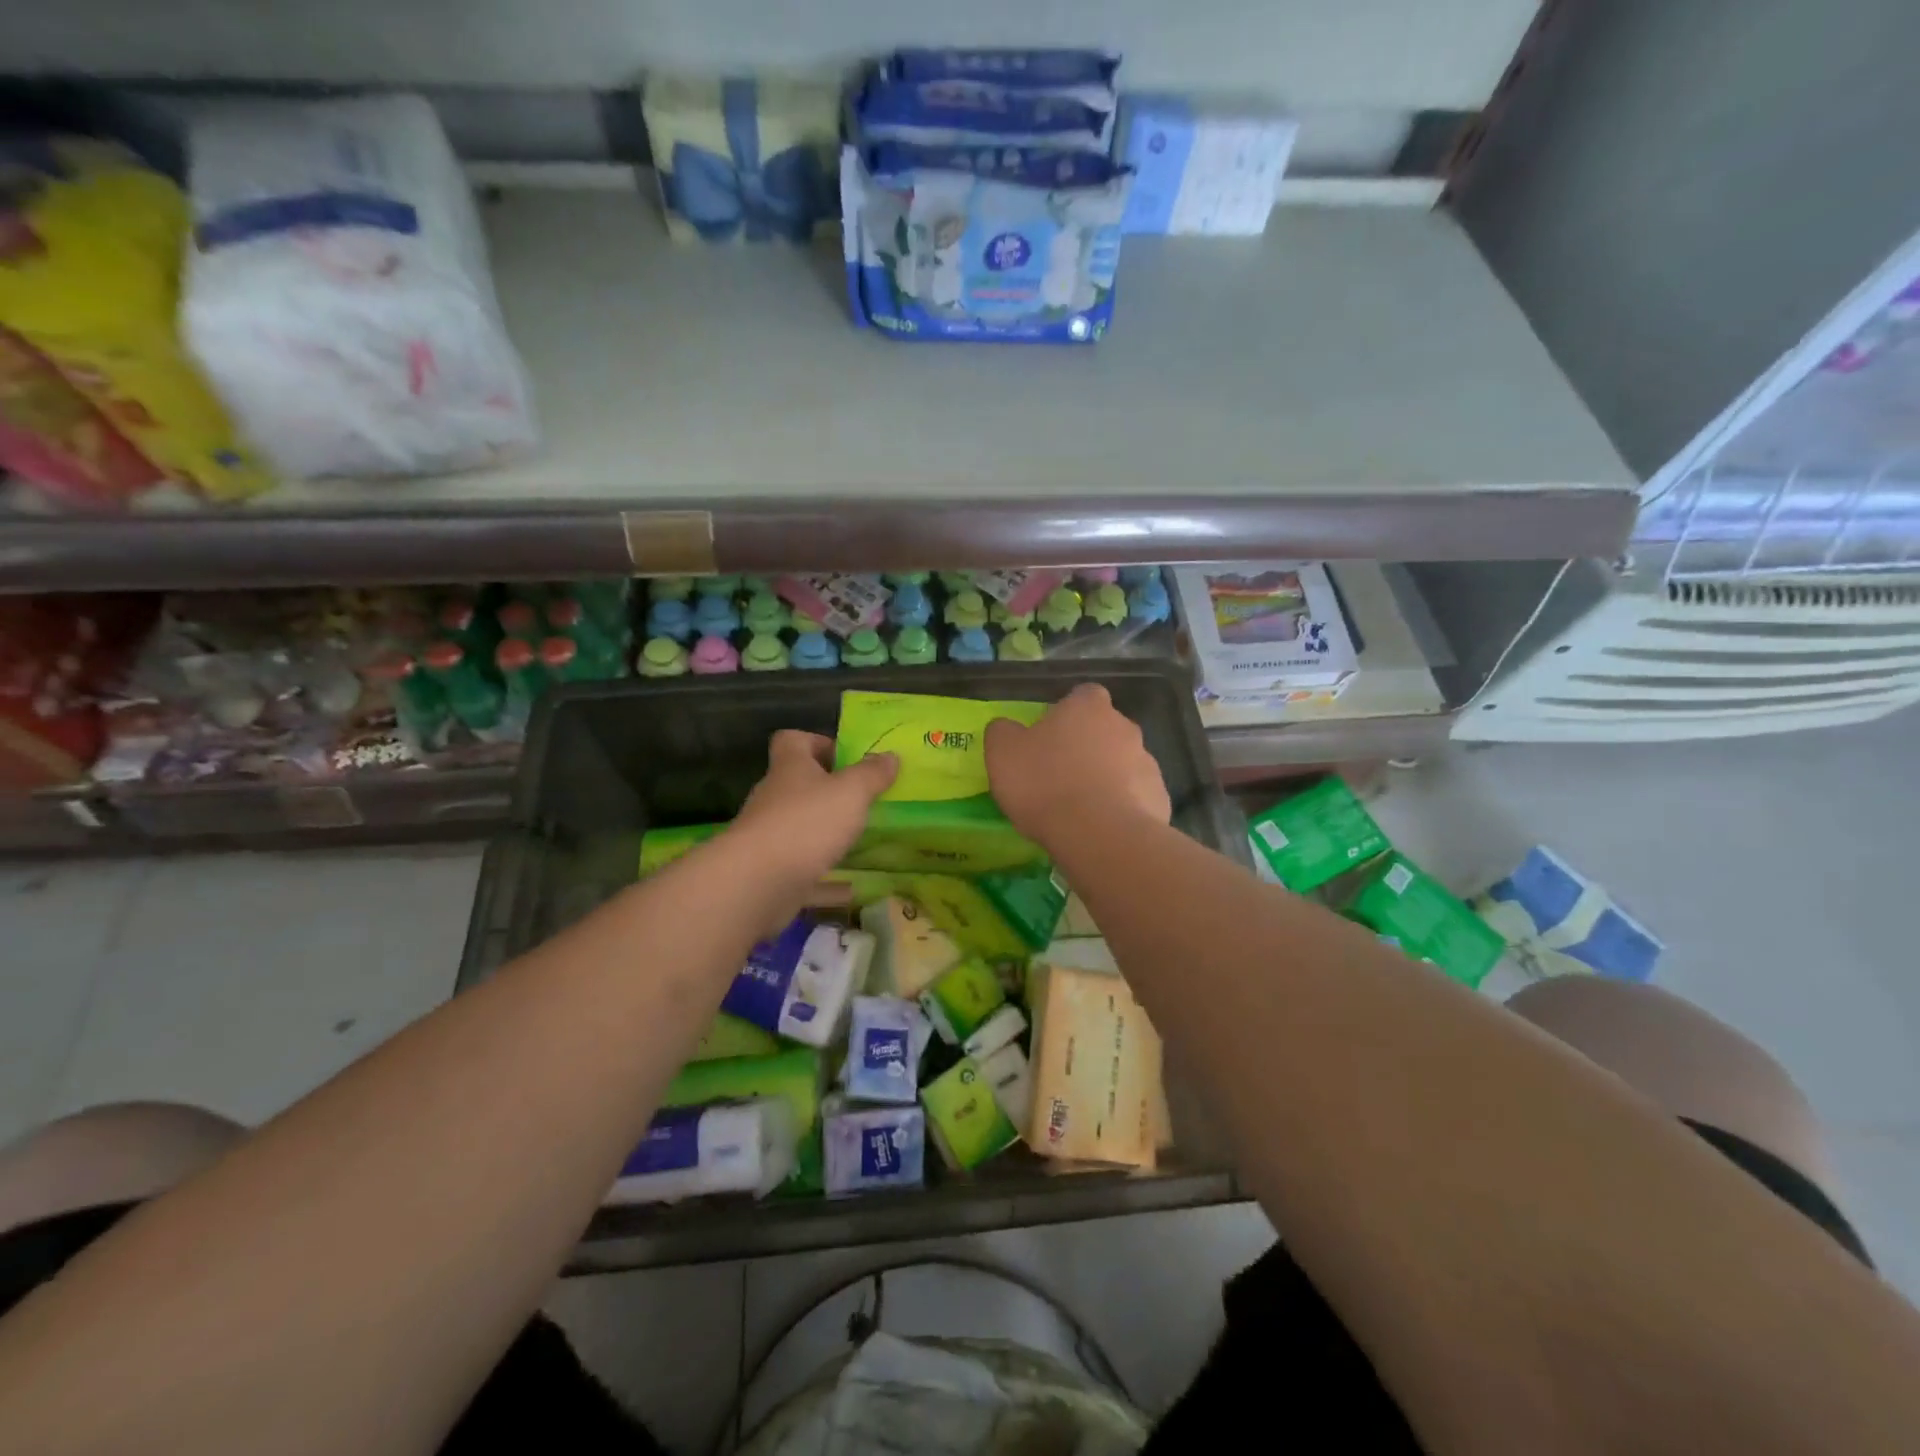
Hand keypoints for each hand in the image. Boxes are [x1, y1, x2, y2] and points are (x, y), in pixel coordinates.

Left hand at [726, 731, 897, 898]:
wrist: (755, 884)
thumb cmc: (806, 823)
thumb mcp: (851, 792)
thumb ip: (872, 774)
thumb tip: (890, 756)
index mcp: (790, 768)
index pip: (793, 740)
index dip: (818, 742)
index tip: (846, 758)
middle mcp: (774, 797)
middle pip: (797, 784)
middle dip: (828, 790)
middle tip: (863, 800)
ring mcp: (769, 836)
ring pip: (800, 827)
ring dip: (826, 832)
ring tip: (860, 839)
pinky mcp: (770, 872)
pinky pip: (803, 870)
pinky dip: (825, 878)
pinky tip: (851, 888)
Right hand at [985, 684, 1170, 843]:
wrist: (1099, 835)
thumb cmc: (1046, 784)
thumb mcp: (1003, 753)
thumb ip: (1003, 732)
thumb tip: (1007, 728)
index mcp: (1087, 707)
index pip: (1082, 695)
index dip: (1066, 714)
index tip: (1049, 737)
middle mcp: (1124, 726)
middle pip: (1105, 730)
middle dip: (1088, 747)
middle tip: (1061, 776)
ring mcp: (1147, 762)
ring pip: (1122, 764)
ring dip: (1106, 778)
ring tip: (1081, 809)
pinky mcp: (1159, 798)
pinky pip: (1136, 797)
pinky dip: (1121, 807)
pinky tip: (1101, 828)